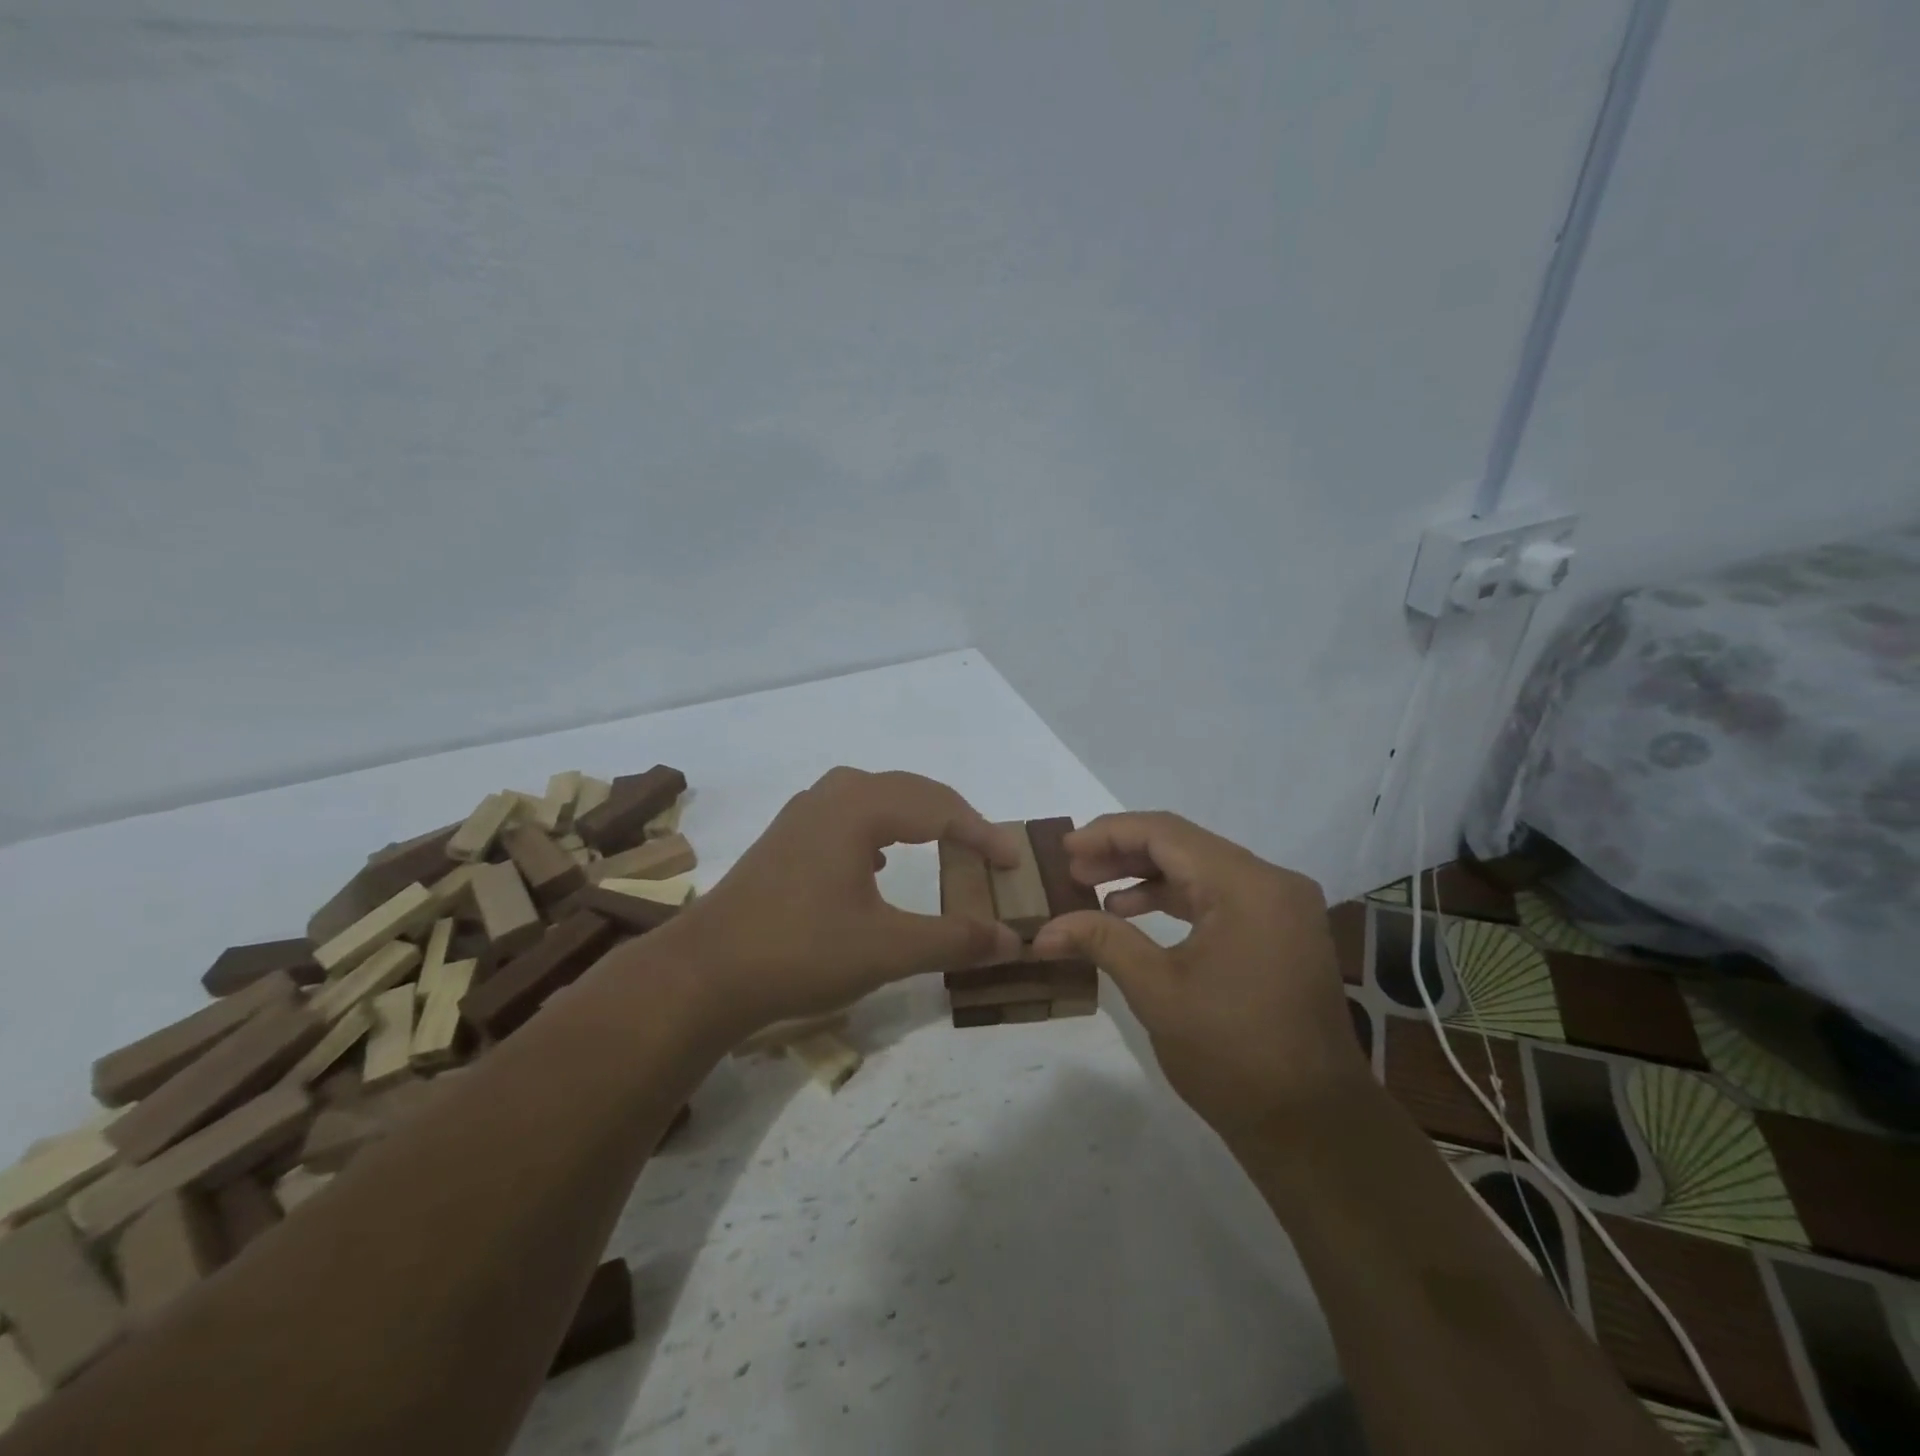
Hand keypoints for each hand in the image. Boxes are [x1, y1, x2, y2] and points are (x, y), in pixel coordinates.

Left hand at [652, 767, 1024, 1036]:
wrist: (705, 972)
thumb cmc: (800, 952)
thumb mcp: (887, 949)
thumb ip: (955, 939)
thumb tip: (1013, 940)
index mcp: (859, 808)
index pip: (940, 808)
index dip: (983, 833)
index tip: (1013, 862)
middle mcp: (831, 796)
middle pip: (911, 791)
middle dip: (955, 819)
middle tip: (987, 852)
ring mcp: (803, 814)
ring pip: (876, 797)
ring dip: (916, 816)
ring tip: (943, 845)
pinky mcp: (786, 837)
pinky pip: (849, 813)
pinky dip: (881, 827)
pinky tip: (879, 861)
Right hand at [1032, 812, 1368, 1138]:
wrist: (1315, 1127)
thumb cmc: (1232, 1055)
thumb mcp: (1157, 992)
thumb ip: (1101, 942)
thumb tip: (1042, 931)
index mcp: (1247, 886)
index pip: (1166, 834)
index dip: (1109, 835)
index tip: (1064, 850)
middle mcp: (1271, 882)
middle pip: (1185, 846)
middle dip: (1123, 854)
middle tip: (1072, 870)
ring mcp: (1281, 907)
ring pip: (1200, 869)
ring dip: (1146, 876)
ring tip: (1093, 889)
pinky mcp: (1280, 932)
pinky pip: (1218, 896)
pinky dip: (1174, 899)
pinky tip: (1133, 913)